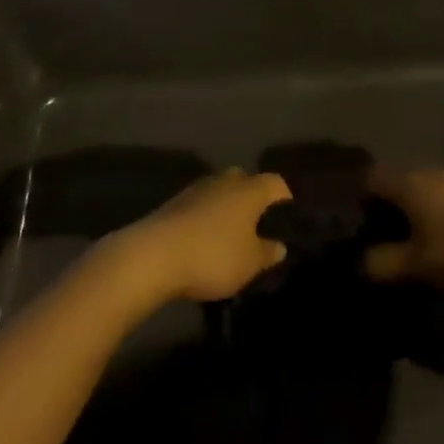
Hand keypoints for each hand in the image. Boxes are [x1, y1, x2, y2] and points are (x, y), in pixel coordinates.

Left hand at [114, 169, 291, 304]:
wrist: (155, 254)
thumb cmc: (213, 255)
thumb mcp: (249, 263)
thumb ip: (267, 253)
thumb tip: (280, 245)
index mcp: (250, 189)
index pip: (276, 183)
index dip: (285, 199)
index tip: (287, 221)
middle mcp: (226, 180)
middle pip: (247, 182)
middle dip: (254, 201)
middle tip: (258, 227)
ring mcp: (199, 187)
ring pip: (222, 192)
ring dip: (228, 208)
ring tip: (231, 236)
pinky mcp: (177, 201)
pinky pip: (202, 204)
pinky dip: (207, 217)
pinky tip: (205, 239)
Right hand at [363, 168, 443, 296]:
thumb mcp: (418, 265)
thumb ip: (385, 264)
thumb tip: (362, 262)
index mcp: (408, 184)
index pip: (372, 180)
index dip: (361, 200)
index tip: (359, 226)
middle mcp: (427, 173)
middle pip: (396, 183)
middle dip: (387, 207)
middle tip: (382, 237)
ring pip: (421, 190)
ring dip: (413, 210)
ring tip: (412, 241)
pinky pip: (441, 197)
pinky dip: (434, 213)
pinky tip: (441, 238)